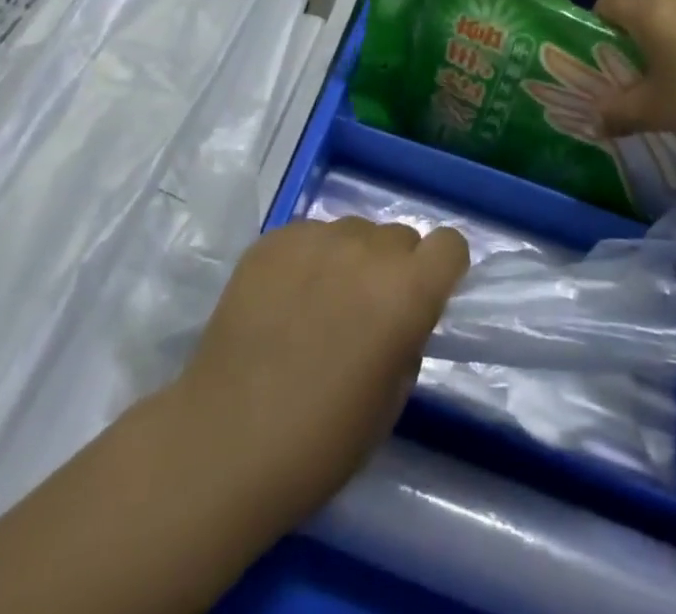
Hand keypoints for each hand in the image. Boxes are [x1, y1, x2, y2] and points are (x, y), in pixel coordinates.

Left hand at [169, 217, 468, 533]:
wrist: (225, 442)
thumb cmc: (321, 441)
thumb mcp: (391, 398)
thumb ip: (407, 336)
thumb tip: (399, 313)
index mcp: (406, 291)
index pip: (450, 244)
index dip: (441, 270)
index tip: (424, 297)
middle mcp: (367, 249)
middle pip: (399, 236)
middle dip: (393, 268)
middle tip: (365, 312)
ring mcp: (316, 237)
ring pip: (353, 232)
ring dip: (349, 260)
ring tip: (317, 306)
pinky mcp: (273, 239)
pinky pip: (308, 236)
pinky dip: (307, 260)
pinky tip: (282, 302)